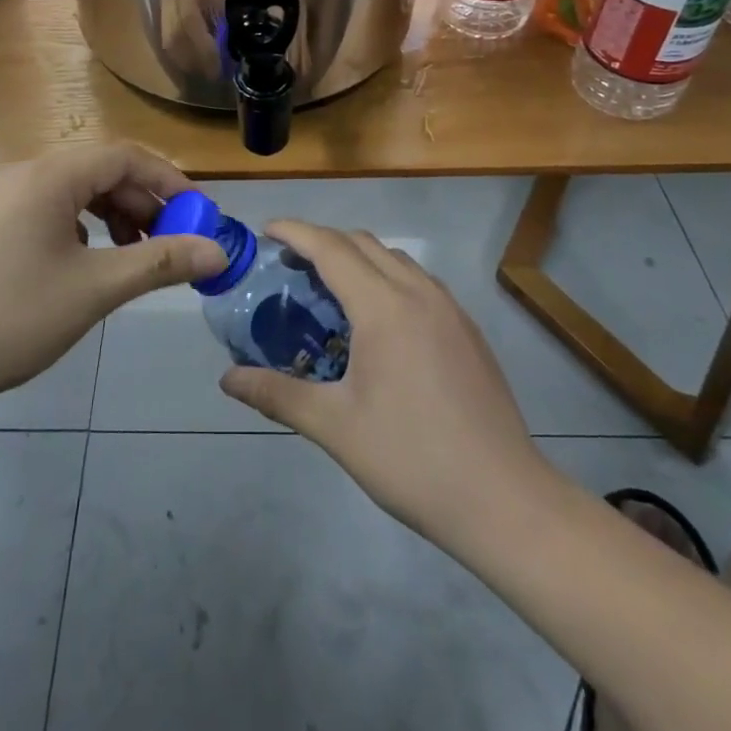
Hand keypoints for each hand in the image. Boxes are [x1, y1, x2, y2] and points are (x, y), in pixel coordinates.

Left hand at [0, 143, 225, 417]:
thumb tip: (219, 252)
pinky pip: (51, 207)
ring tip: (138, 254)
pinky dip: (84, 225)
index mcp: (48, 175)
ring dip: (115, 214)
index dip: (168, 181)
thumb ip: (161, 262)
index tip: (199, 214)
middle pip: (100, 171)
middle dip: (143, 202)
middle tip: (173, 240)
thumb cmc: (15, 318)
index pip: (124, 157)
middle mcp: (24, 172)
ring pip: (76, 190)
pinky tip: (92, 259)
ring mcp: (2, 196)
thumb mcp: (97, 288)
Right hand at [220, 223, 542, 547]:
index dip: (295, 232)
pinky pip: (419, 281)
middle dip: (323, 242)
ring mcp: (450, 309)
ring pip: (395, 259)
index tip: (266, 230)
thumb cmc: (411, 459)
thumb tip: (227, 379)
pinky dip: (388, 278)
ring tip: (330, 291)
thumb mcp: (334, 427)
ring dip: (358, 258)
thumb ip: (277, 394)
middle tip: (289, 266)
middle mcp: (418, 293)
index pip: (330, 248)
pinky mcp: (468, 330)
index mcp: (384, 306)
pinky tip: (378, 322)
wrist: (504, 500)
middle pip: (363, 243)